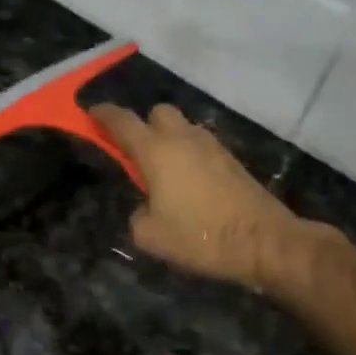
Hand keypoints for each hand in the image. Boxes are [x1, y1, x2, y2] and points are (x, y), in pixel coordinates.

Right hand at [91, 103, 313, 290]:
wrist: (263, 241)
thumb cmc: (200, 237)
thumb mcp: (150, 236)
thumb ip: (137, 215)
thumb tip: (145, 207)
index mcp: (156, 151)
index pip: (122, 121)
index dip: (103, 114)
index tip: (91, 113)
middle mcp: (182, 138)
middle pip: (157, 113)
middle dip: (143, 125)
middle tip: (136, 153)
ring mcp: (211, 146)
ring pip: (182, 127)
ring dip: (168, 139)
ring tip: (164, 171)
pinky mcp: (230, 159)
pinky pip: (200, 144)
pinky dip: (189, 153)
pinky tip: (189, 182)